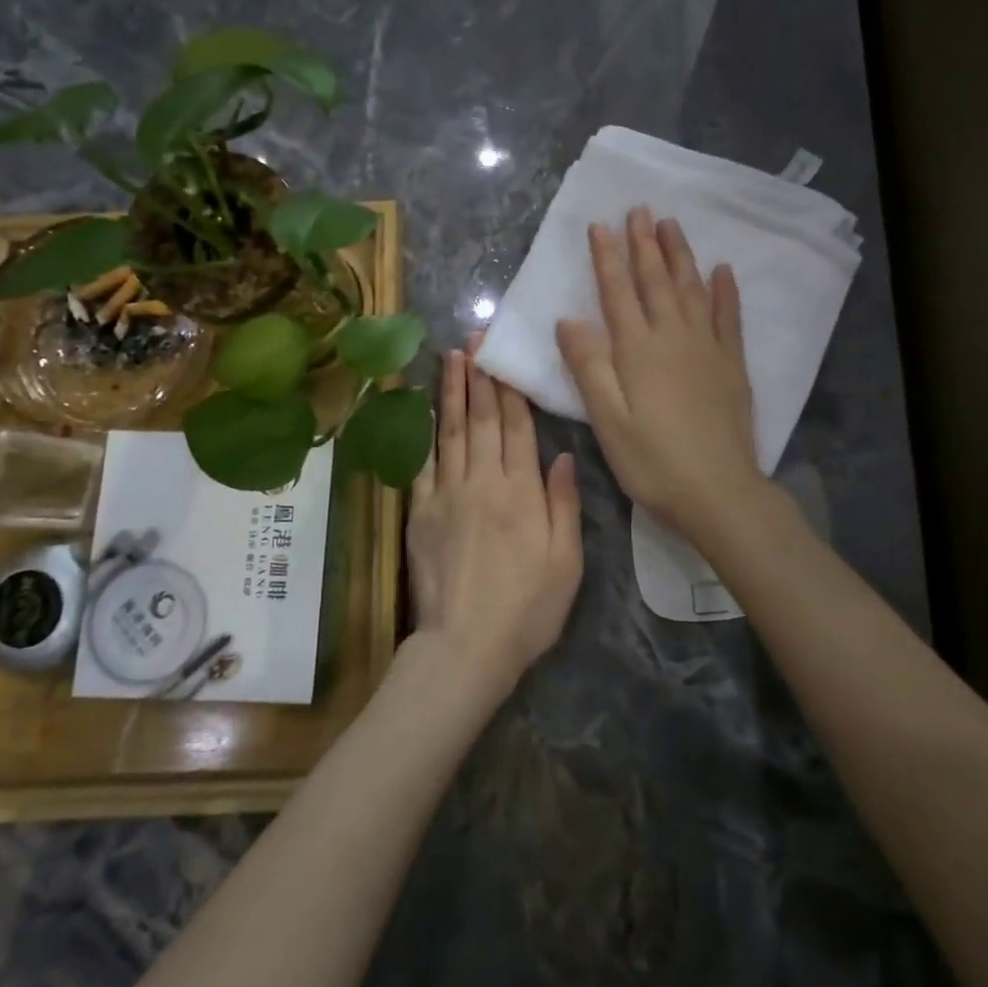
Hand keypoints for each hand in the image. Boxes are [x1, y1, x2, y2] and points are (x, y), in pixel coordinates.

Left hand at [406, 347, 583, 698]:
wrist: (466, 646)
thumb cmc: (528, 609)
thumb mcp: (567, 562)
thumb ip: (565, 504)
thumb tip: (564, 454)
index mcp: (522, 492)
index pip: (516, 428)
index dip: (510, 390)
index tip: (503, 357)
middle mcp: (483, 483)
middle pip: (480, 420)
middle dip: (479, 377)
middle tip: (474, 340)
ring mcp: (447, 495)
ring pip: (450, 432)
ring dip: (451, 392)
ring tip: (451, 358)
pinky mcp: (420, 513)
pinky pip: (422, 463)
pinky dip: (423, 432)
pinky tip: (423, 408)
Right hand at [556, 208, 764, 538]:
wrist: (718, 492)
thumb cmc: (653, 461)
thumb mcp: (608, 420)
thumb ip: (589, 367)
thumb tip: (568, 319)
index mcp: (638, 350)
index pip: (618, 293)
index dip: (607, 258)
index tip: (601, 224)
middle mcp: (673, 337)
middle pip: (656, 281)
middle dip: (645, 244)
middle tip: (640, 208)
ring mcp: (708, 348)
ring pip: (692, 289)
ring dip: (680, 255)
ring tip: (672, 224)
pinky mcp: (732, 364)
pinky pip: (729, 317)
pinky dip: (725, 291)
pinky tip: (723, 270)